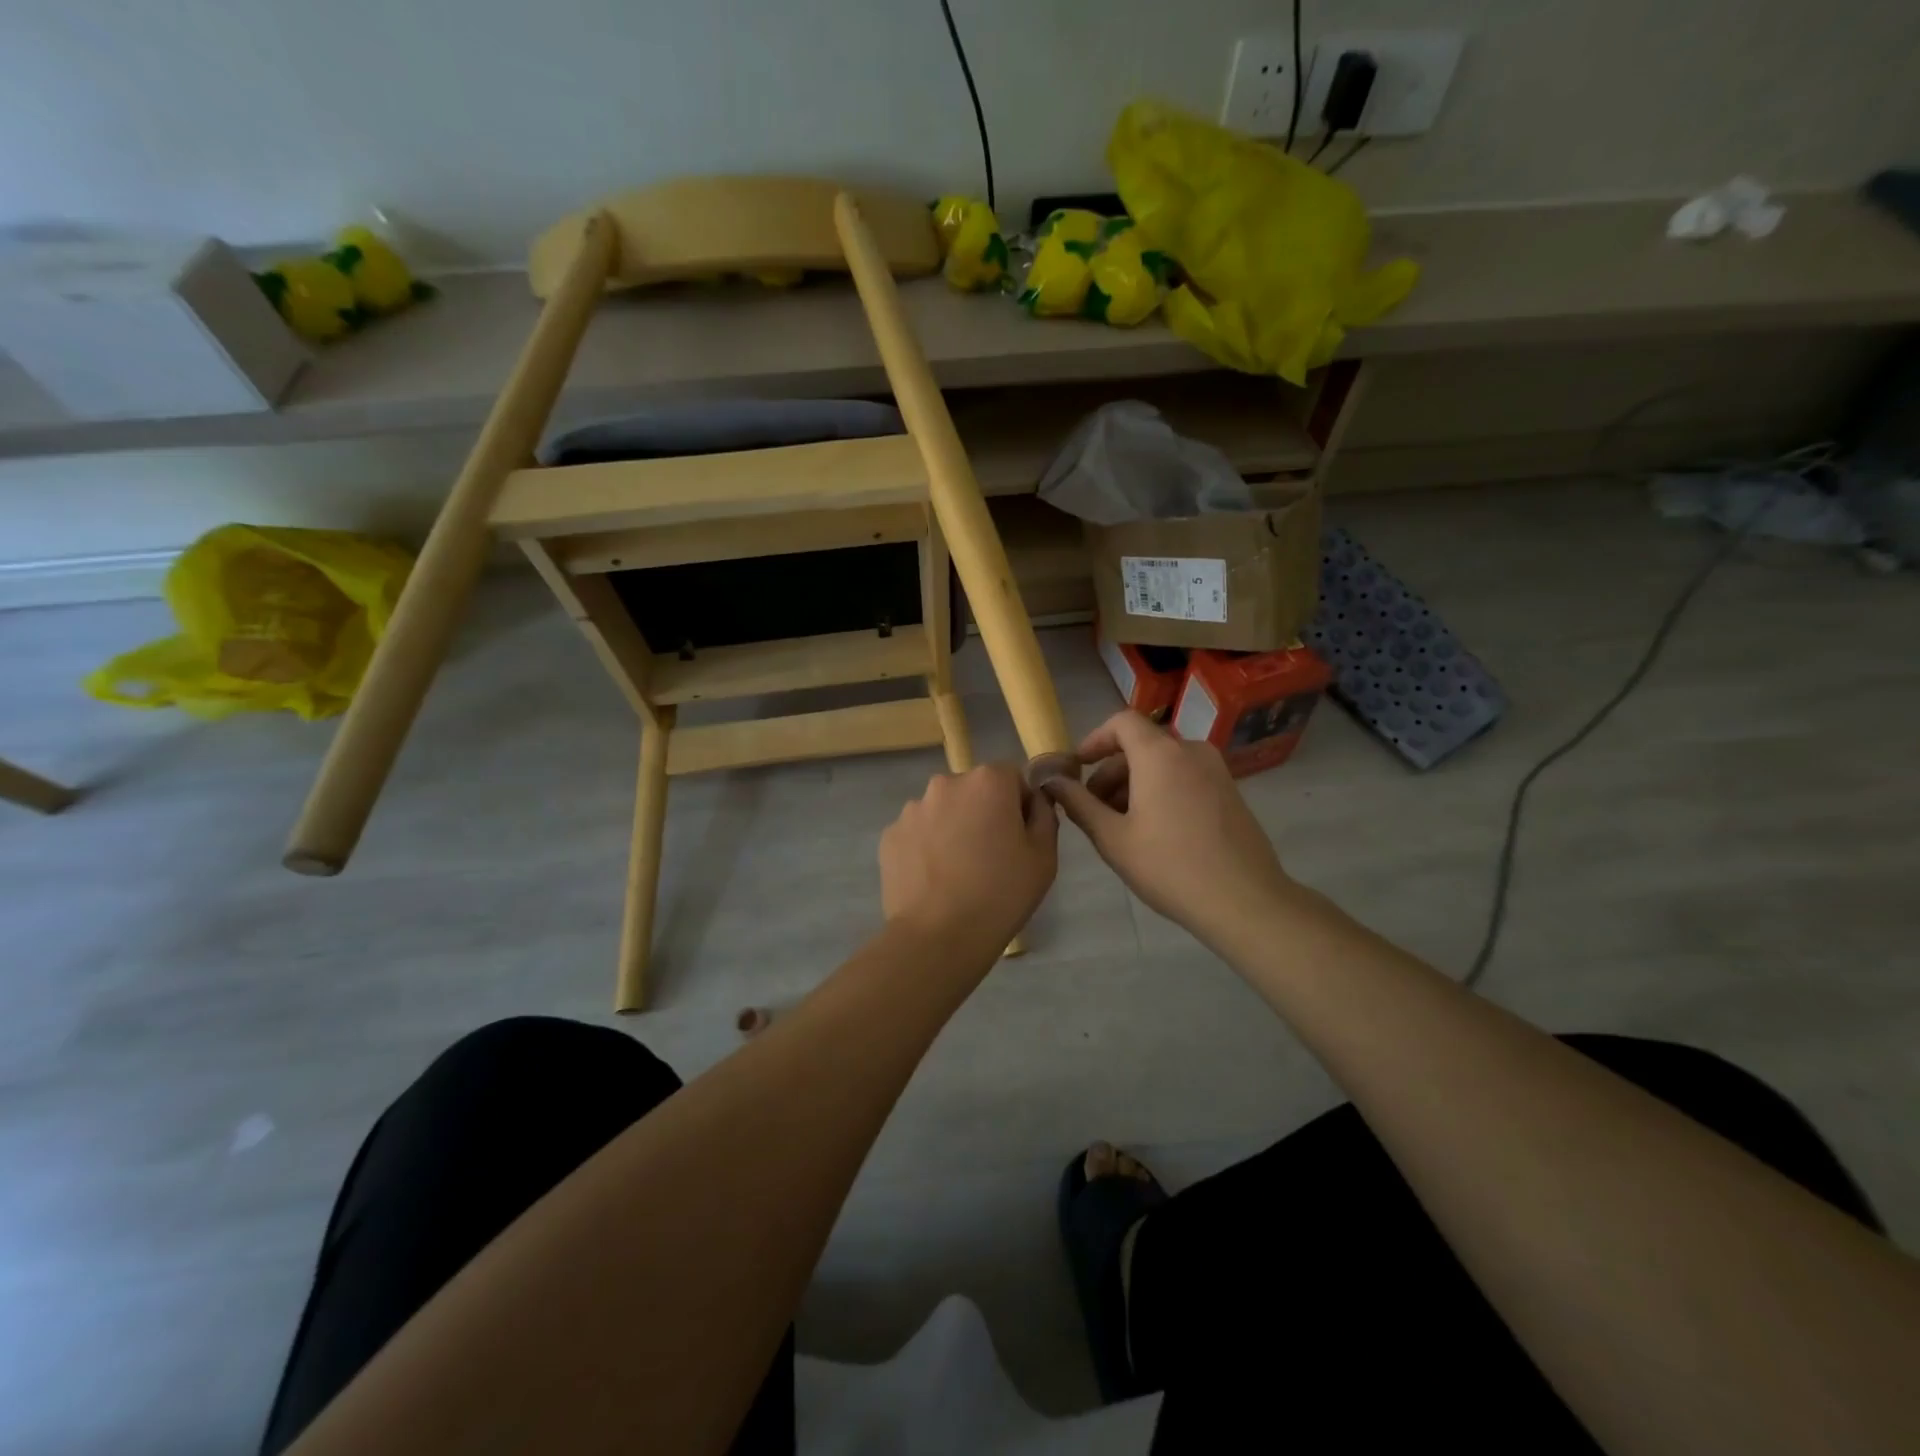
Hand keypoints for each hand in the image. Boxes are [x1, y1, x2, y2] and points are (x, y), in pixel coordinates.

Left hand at [880, 764, 1058, 954]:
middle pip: (974, 790)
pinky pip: (918, 833)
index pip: (1012, 777)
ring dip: (953, 828)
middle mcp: (946, 784)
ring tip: (958, 872)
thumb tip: (1034, 800)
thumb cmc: (1001, 894)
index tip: (1019, 837)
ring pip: (943, 811)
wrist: (938, 936)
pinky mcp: (890, 835)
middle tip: (991, 856)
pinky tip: (934, 879)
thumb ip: (1044, 815)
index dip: (1020, 804)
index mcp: (988, 781)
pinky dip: (927, 847)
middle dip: (983, 812)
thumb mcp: (1044, 857)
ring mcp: (912, 809)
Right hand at [1044, 710, 1295, 947]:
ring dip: (1135, 785)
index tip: (1077, 768)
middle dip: (1111, 773)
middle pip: (1141, 746)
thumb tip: (1052, 781)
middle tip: (1092, 810)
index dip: (1094, 740)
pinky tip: (1154, 832)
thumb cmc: (1169, 867)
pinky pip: (1185, 777)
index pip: (1121, 722)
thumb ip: (1078, 804)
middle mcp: (1190, 751)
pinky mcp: (1230, 792)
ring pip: (1163, 764)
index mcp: (1160, 754)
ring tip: (1120, 826)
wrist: (1244, 901)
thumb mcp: (1112, 838)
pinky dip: (1161, 791)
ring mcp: (1216, 771)